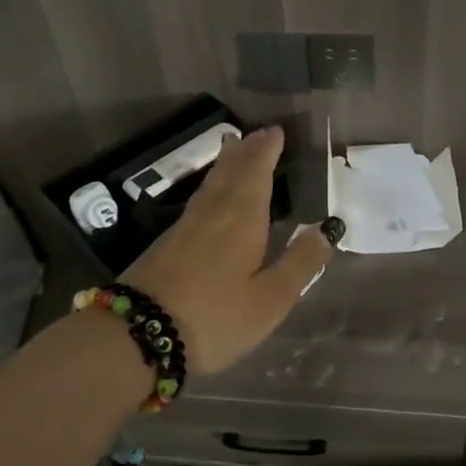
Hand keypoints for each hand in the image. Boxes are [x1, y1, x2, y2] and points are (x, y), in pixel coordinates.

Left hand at [121, 126, 338, 375]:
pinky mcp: (167, 243)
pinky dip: (211, 185)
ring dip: (226, 164)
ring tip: (233, 148)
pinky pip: (198, 200)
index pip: (257, 174)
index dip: (266, 152)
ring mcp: (185, 227)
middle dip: (246, 152)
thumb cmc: (215, 317)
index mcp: (242, 219)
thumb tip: (326, 229)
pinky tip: (211, 195)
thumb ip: (300, 263)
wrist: (139, 333)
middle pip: (230, 173)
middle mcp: (213, 213)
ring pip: (211, 184)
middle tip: (256, 133)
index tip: (276, 131)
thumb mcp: (270, 299)